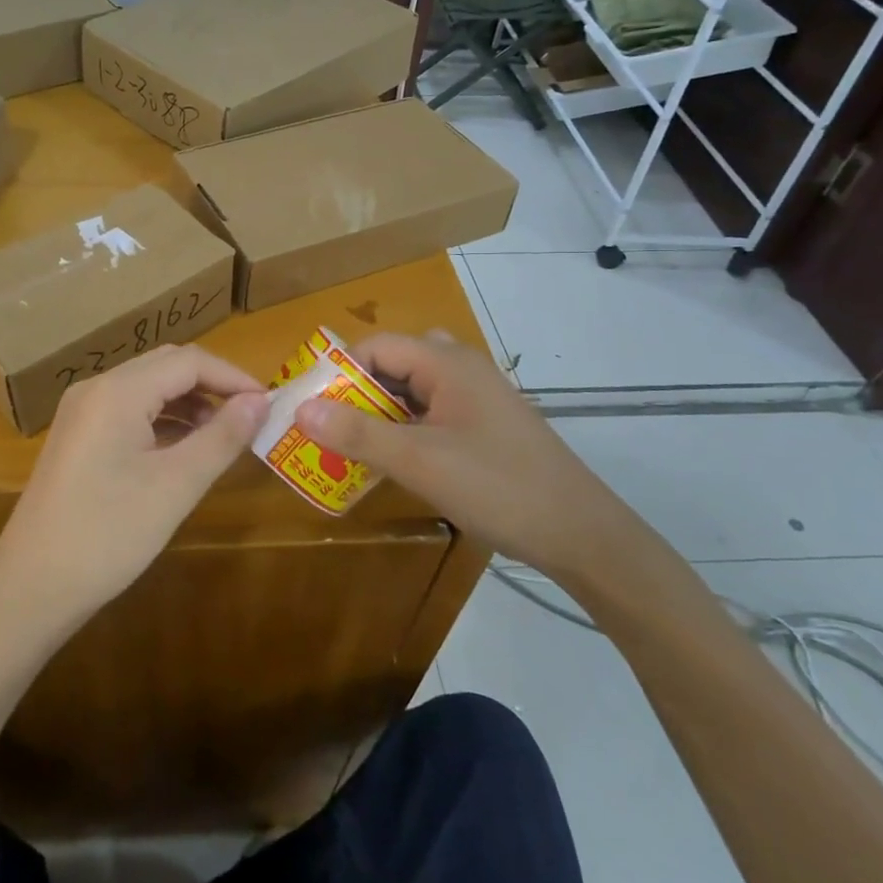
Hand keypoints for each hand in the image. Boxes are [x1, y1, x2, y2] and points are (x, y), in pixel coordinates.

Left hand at [0, 344, 269, 635]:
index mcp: (118, 390)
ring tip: (225, 435)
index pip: (189, 361)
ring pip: (148, 387)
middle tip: (251, 416)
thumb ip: (221, 437)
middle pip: (167, 366)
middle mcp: (97, 388)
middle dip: (213, 385)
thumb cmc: (108, 535)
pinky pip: (130, 410)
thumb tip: (260, 401)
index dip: (233, 377)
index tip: (269, 404)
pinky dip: (164, 420)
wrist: (30, 587)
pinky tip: (185, 449)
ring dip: (189, 402)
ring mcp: (82, 411)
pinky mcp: (78, 436)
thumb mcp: (175, 486)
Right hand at [297, 331, 633, 577]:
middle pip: (392, 364)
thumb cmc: (498, 487)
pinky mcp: (485, 425)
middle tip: (327, 429)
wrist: (582, 535)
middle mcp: (461, 368)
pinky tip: (394, 460)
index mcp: (447, 362)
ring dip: (379, 413)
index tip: (311, 408)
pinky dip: (405, 428)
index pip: (375, 346)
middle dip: (356, 394)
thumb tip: (300, 410)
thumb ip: (358, 434)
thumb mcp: (419, 461)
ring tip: (351, 446)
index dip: (338, 373)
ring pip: (411, 390)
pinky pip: (431, 412)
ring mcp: (477, 397)